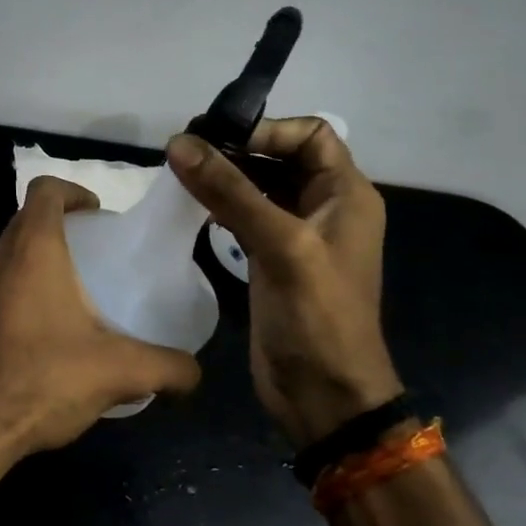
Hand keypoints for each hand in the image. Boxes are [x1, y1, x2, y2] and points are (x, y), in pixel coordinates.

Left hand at [0, 176, 199, 458]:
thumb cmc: (45, 378)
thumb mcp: (119, 370)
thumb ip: (167, 367)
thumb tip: (195, 373)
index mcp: (33, 249)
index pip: (45, 189)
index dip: (73, 191)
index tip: (99, 215)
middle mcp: (0, 259)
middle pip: (28, 218)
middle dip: (62, 224)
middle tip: (97, 251)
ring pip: (12, 251)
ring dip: (42, 255)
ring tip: (79, 288)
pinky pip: (1, 283)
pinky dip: (25, 286)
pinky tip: (52, 328)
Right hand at [166, 119, 401, 447]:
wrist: (323, 395)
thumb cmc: (317, 316)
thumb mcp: (280, 245)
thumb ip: (230, 191)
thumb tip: (179, 142)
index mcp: (346, 194)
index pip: (311, 135)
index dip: (267, 130)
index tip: (218, 137)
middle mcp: (324, 207)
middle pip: (280, 157)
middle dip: (237, 149)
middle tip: (185, 149)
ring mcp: (297, 235)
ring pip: (259, 186)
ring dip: (224, 176)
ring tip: (180, 171)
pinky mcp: (272, 259)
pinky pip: (245, 216)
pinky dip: (220, 204)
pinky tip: (191, 204)